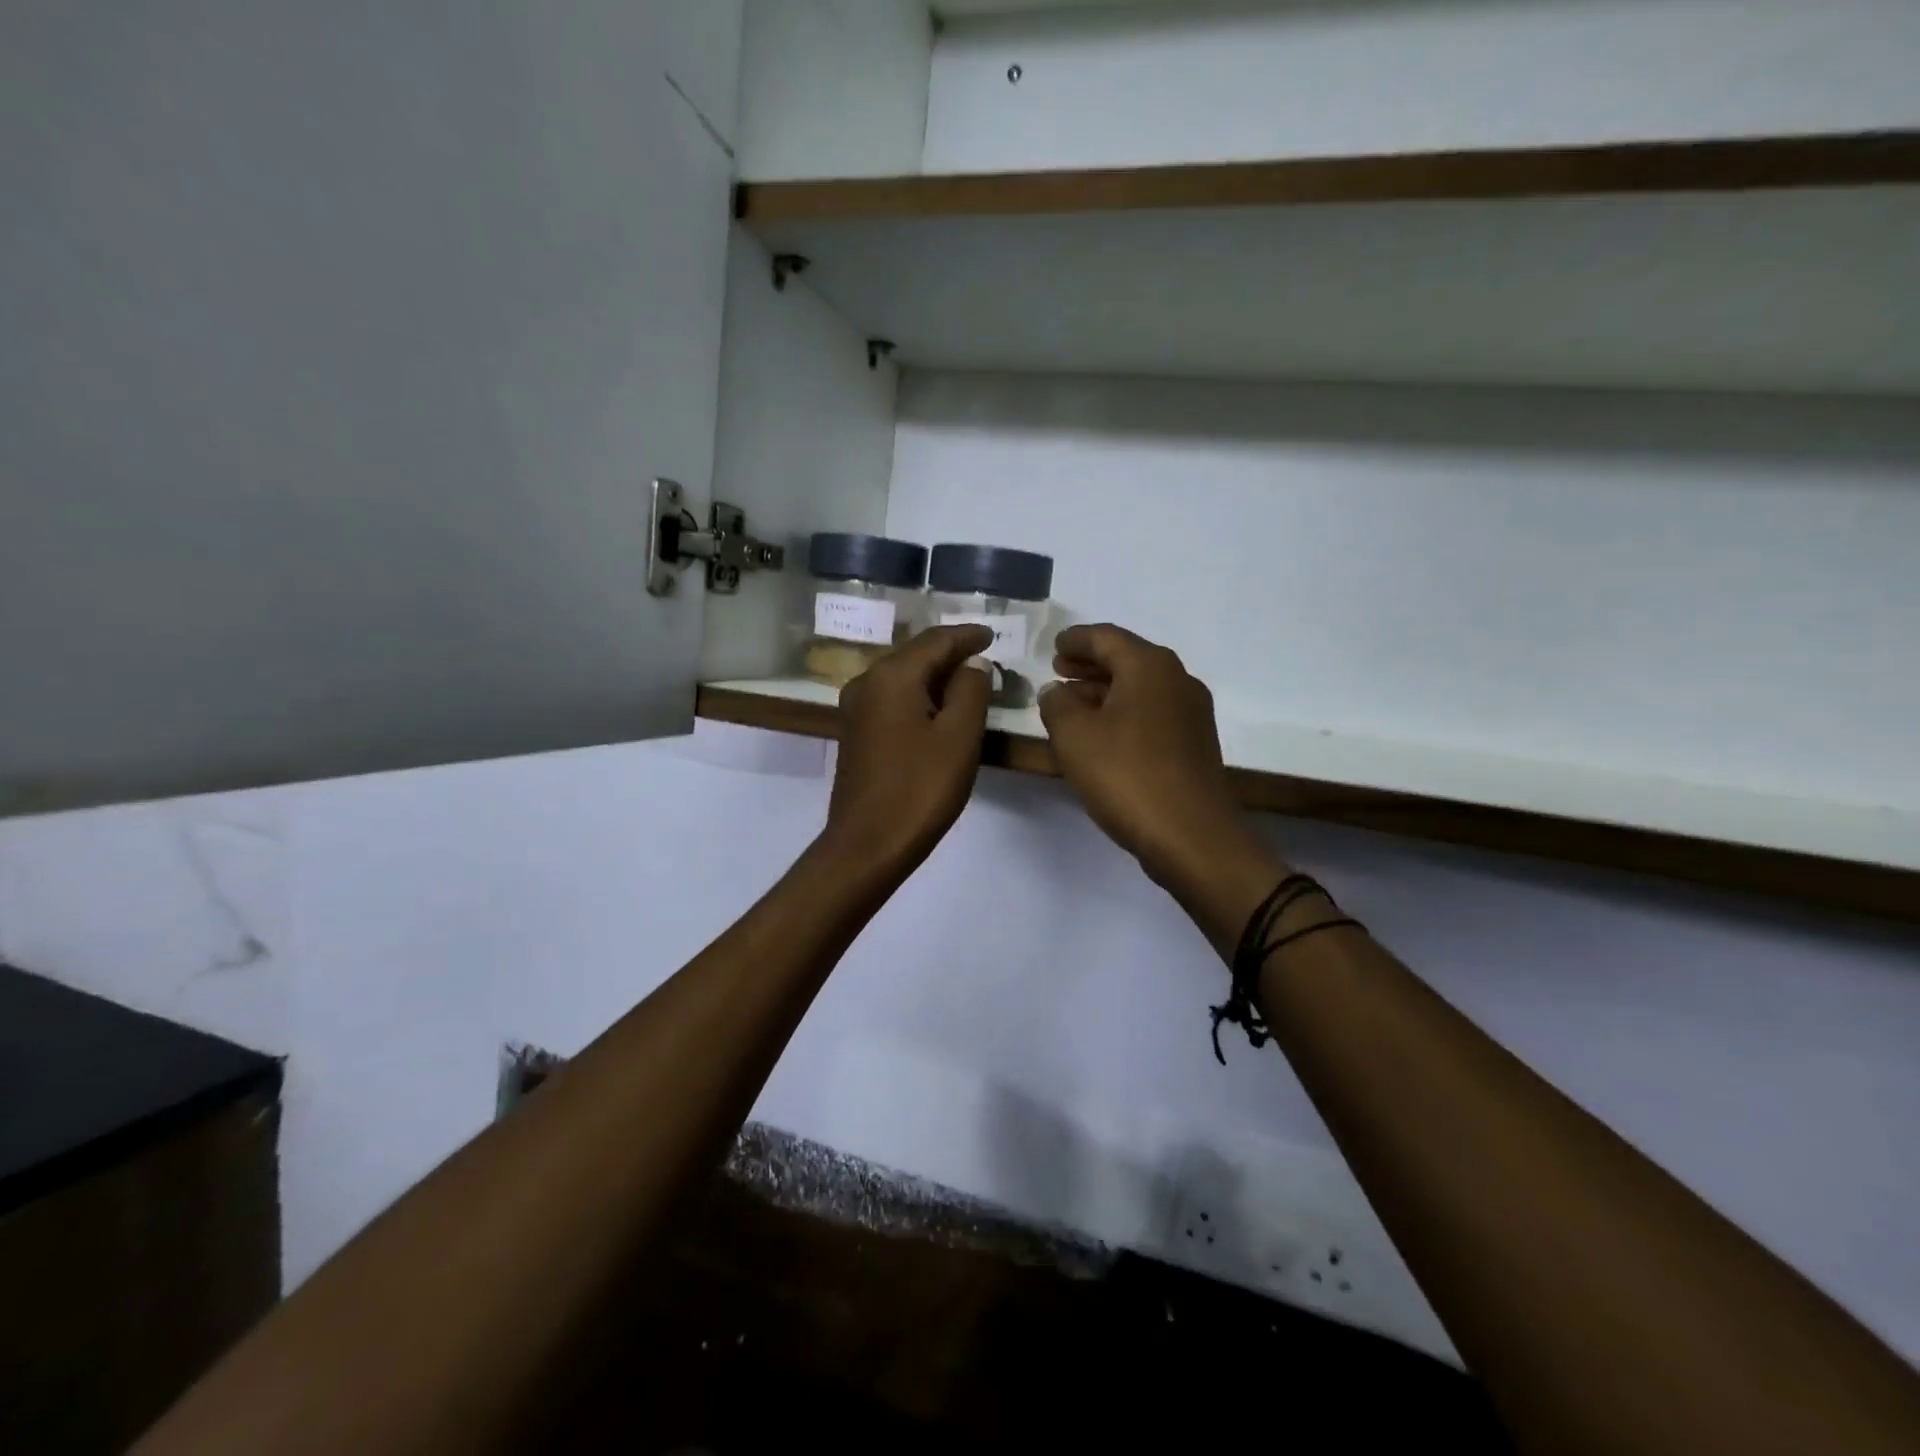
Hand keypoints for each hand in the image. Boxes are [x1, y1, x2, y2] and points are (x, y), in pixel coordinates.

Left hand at [820, 624, 994, 876]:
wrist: (868, 844)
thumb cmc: (920, 788)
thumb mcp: (959, 736)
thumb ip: (971, 690)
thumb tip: (973, 664)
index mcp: (892, 676)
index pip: (936, 640)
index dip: (968, 636)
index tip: (993, 634)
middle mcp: (867, 682)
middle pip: (915, 655)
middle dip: (951, 655)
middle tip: (986, 659)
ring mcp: (856, 709)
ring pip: (903, 678)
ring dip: (935, 677)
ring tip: (968, 683)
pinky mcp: (855, 732)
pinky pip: (892, 700)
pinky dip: (919, 697)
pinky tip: (938, 710)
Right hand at [1039, 625, 1261, 890]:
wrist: (1191, 835)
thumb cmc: (1127, 775)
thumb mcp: (1074, 736)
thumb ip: (1057, 704)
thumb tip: (1056, 690)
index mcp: (1149, 666)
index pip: (1106, 637)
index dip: (1076, 640)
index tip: (1054, 646)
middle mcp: (1177, 680)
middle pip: (1127, 659)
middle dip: (1091, 664)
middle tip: (1059, 670)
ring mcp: (1191, 713)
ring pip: (1140, 688)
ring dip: (1105, 691)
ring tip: (1072, 703)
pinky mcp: (1194, 744)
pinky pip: (1151, 714)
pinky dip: (1123, 713)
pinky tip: (1102, 734)